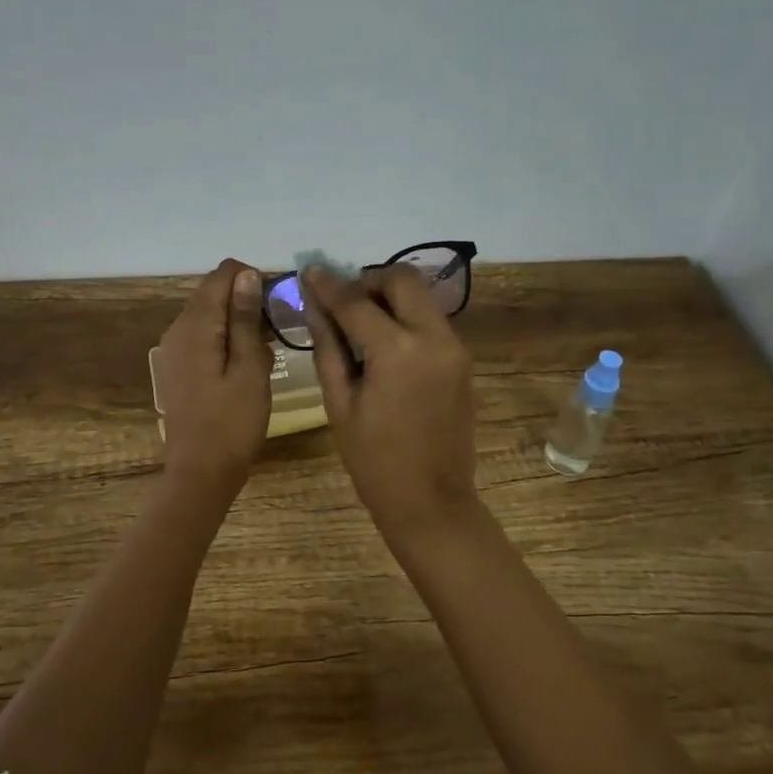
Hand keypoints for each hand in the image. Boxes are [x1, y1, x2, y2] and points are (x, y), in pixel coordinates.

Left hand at [155, 259, 271, 495]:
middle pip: (213, 291)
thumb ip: (245, 319)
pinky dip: (226, 336)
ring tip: (267, 345)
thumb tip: (247, 274)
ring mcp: (174, 348)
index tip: (280, 302)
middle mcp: (178, 328)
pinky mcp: (178, 366)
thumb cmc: (232, 422)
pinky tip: (246, 360)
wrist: (200, 472)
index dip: (254, 278)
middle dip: (247, 298)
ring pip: (209, 313)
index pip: (223, 274)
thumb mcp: (249, 368)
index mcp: (195, 325)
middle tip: (278, 327)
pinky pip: (204, 335)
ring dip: (238, 318)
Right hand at [302, 264, 478, 543]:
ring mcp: (455, 347)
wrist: (431, 501)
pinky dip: (406, 318)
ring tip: (362, 325)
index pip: (357, 301)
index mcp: (397, 351)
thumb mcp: (339, 402)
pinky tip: (385, 345)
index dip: (329, 285)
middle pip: (403, 279)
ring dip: (390, 297)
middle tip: (345, 303)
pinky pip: (431, 321)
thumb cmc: (373, 460)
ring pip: (422, 296)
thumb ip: (328, 346)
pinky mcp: (462, 360)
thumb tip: (314, 305)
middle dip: (370, 280)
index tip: (310, 272)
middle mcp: (434, 338)